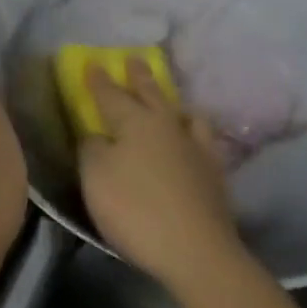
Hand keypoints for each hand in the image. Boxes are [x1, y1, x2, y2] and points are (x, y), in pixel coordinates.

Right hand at [77, 60, 244, 298]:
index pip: (111, 95)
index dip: (99, 80)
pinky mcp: (214, 172)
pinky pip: (204, 139)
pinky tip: (195, 137)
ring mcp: (196, 147)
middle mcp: (167, 125)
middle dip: (140, 76)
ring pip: (183, 113)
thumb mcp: (97, 178)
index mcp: (136, 122)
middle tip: (134, 58)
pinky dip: (195, 131)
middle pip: (151, 94)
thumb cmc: (136, 210)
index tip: (93, 62)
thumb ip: (92, 149)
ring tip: (171, 100)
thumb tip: (97, 135)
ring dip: (172, 101)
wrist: (196, 249)